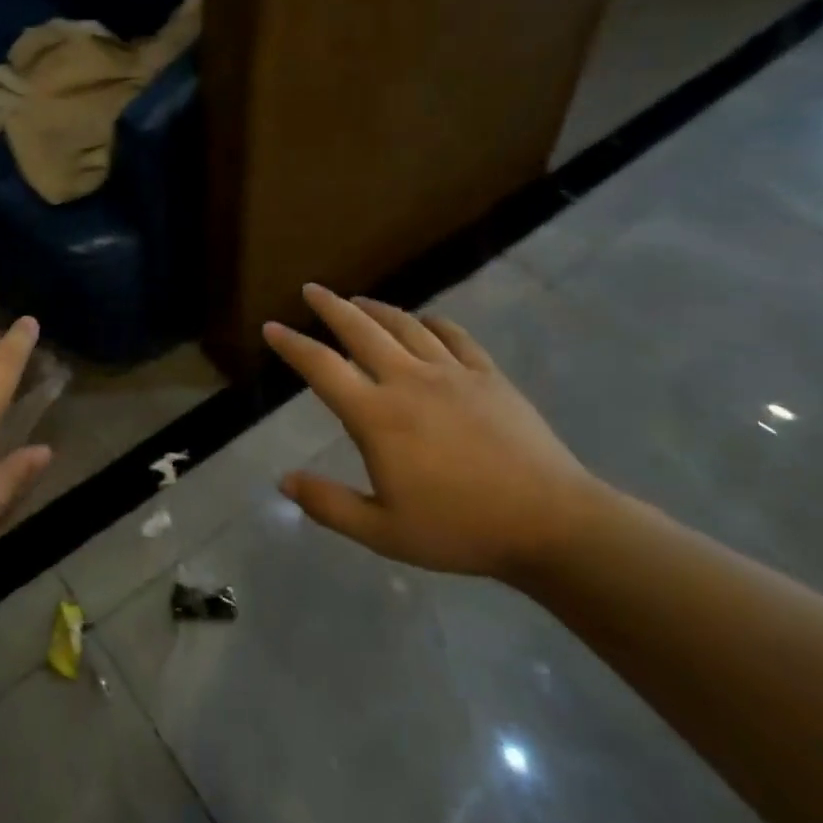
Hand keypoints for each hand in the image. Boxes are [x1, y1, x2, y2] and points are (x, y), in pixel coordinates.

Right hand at [264, 283, 604, 580]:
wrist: (550, 523)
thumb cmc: (460, 529)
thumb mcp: (383, 532)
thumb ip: (329, 504)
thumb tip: (283, 481)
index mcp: (377, 415)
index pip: (322, 368)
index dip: (292, 345)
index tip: (272, 327)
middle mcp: (408, 380)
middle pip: (361, 330)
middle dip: (331, 307)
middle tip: (311, 290)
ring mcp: (452, 373)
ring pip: (405, 326)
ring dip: (376, 309)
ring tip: (358, 301)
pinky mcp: (489, 376)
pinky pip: (455, 336)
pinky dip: (433, 323)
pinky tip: (425, 321)